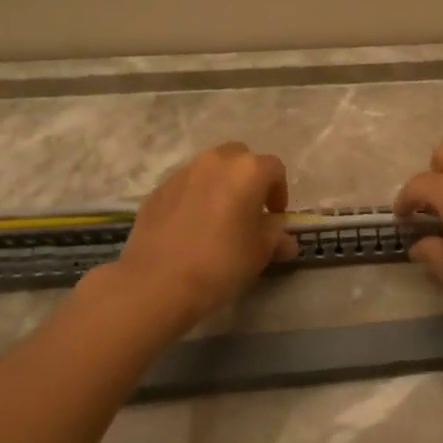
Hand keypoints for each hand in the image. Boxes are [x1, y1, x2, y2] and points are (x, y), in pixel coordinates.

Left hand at [113, 143, 298, 326]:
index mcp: (247, 171)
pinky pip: (186, 185)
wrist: (156, 283)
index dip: (279, 191)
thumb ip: (276, 237)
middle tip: (249, 209)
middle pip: (240, 158)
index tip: (275, 216)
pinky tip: (191, 227)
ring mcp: (182, 173)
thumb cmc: (220, 264)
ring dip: (221, 185)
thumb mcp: (259, 253)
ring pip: (210, 169)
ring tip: (219, 217)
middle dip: (248, 178)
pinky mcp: (158, 190)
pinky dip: (195, 197)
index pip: (275, 169)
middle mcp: (215, 162)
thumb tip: (285, 239)